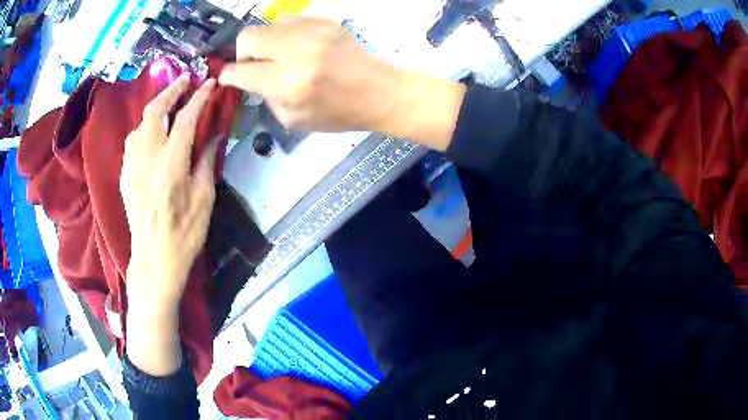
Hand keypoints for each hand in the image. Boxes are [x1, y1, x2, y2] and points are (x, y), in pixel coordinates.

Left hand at [121, 74, 216, 375]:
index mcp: (170, 165)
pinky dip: (144, 127)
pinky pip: (132, 141)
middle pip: (155, 111)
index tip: (211, 83)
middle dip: (172, 90)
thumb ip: (207, 162)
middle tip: (186, 80)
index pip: (185, 119)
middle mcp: (147, 159)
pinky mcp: (125, 176)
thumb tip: (213, 135)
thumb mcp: (204, 200)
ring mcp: (132, 166)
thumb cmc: (184, 235)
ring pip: (140, 124)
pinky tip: (151, 131)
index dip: (199, 97)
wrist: (154, 262)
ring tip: (169, 102)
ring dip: (156, 107)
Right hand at [219, 17, 465, 149]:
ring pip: (267, 25)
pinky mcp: (326, 22)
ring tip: (276, 56)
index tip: (228, 77)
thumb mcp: (294, 120)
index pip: (242, 72)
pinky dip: (284, 34)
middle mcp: (298, 53)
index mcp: (290, 84)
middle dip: (242, 53)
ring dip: (264, 42)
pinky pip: (289, 20)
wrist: (379, 92)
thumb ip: (265, 97)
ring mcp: (314, 33)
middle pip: (248, 37)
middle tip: (253, 65)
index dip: (229, 75)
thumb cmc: (338, 113)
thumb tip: (248, 79)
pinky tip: (295, 47)